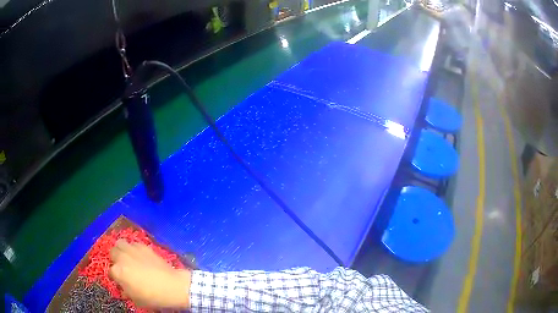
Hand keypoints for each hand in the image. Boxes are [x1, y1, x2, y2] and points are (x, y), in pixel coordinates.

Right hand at [109, 239, 191, 308]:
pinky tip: (140, 255)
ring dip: (122, 250)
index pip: (110, 272)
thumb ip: (125, 290)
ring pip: (120, 243)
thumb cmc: (152, 297)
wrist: (172, 286)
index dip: (115, 277)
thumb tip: (123, 286)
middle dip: (115, 259)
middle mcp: (121, 257)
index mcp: (117, 271)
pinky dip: (134, 248)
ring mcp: (132, 249)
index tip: (120, 281)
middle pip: (112, 253)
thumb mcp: (135, 299)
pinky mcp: (143, 246)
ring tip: (128, 257)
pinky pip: (134, 243)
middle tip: (123, 266)